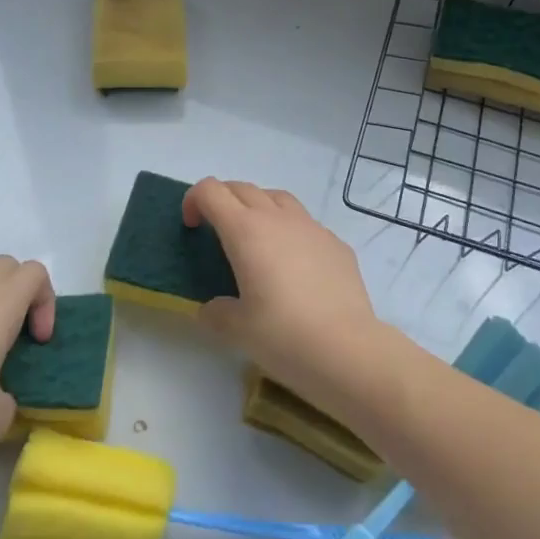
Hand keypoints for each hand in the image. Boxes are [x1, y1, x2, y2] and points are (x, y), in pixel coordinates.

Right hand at [183, 178, 392, 417]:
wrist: (348, 350)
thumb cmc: (283, 336)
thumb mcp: (236, 330)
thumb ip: (217, 313)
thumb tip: (214, 309)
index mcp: (246, 231)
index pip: (211, 191)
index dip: (194, 200)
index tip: (191, 227)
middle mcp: (278, 218)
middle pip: (243, 188)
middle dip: (223, 200)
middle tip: (216, 230)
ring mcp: (312, 227)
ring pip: (278, 198)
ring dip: (258, 207)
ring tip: (256, 239)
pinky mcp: (336, 243)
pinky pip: (306, 224)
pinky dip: (290, 232)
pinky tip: (295, 266)